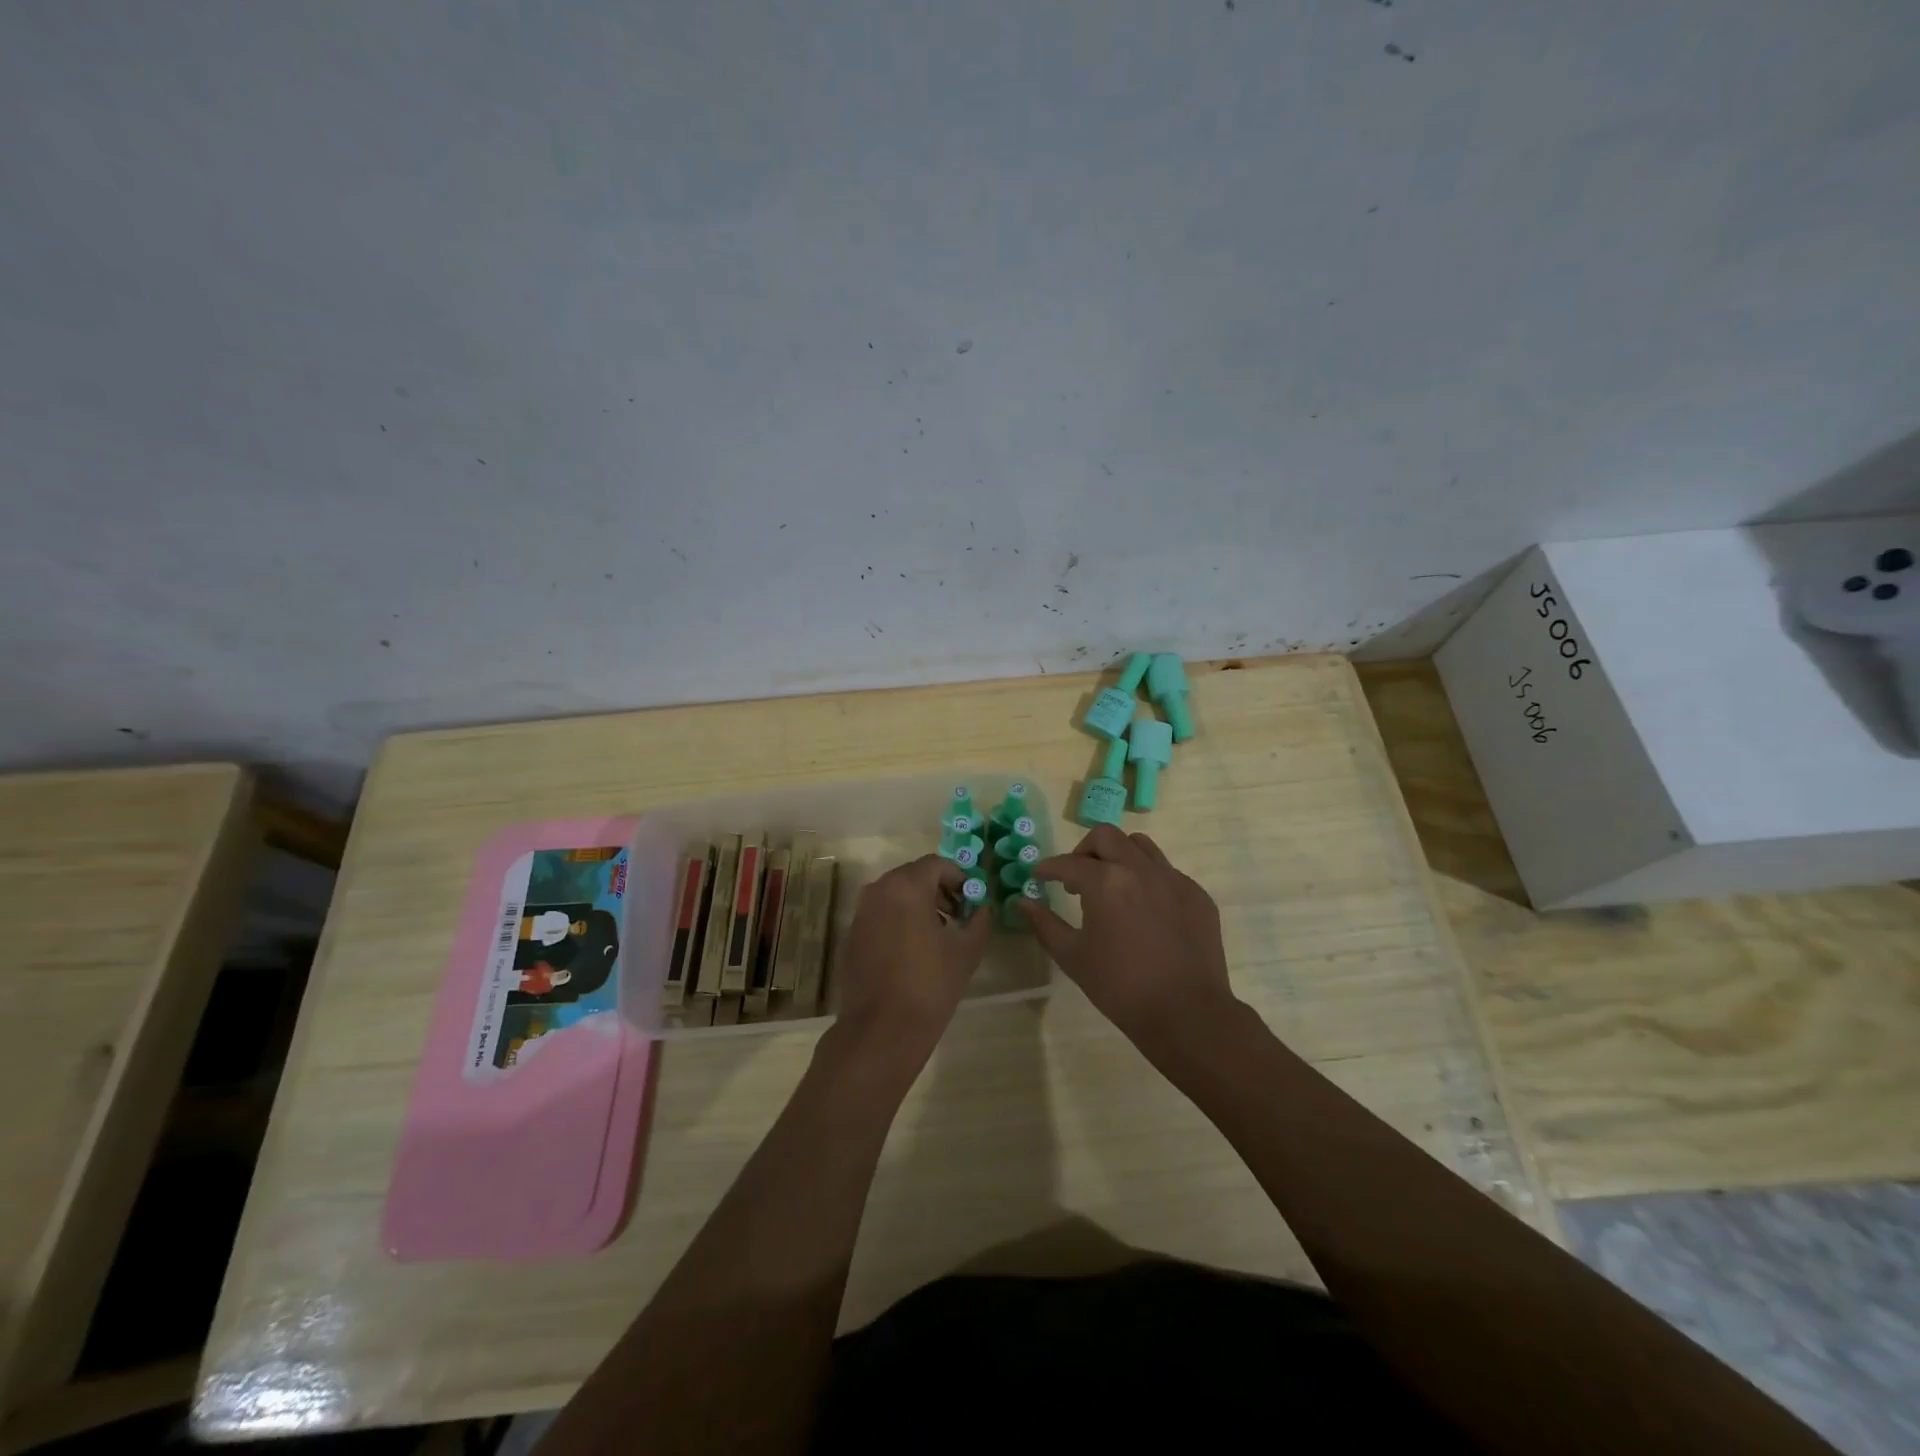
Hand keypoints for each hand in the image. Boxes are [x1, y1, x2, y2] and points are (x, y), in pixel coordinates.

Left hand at [832, 853, 992, 1058]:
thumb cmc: (930, 984)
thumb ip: (979, 919)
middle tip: (958, 915)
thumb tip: (982, 907)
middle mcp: (878, 890)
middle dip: (939, 889)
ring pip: (895, 894)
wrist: (882, 1029)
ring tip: (939, 933)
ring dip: (919, 904)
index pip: (936, 864)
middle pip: (914, 876)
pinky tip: (914, 949)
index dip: (958, 877)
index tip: (971, 899)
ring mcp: (861, 912)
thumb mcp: (967, 950)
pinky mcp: (852, 934)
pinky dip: (899, 919)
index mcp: (906, 887)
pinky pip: (881, 913)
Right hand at [1019, 825, 1238, 1059]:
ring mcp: (1173, 879)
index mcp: (1106, 882)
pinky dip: (1148, 878)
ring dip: (1118, 856)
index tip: (1039, 876)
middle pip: (1105, 837)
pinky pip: (1167, 871)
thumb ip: (1044, 924)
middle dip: (1084, 850)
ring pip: (1140, 846)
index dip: (1049, 868)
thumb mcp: (1073, 957)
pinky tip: (1144, 909)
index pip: (1068, 863)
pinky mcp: (1196, 895)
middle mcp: (1140, 869)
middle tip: (1076, 878)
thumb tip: (1022, 902)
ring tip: (1112, 885)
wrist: (1187, 1013)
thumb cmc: (1121, 987)